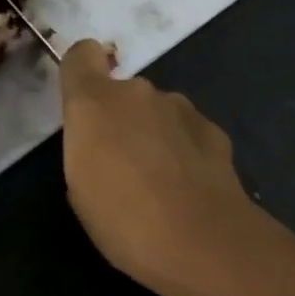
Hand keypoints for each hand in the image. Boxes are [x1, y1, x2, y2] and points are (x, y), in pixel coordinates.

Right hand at [58, 39, 274, 295]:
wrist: (200, 240)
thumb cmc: (123, 220)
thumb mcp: (81, 190)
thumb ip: (87, 150)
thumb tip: (104, 145)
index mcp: (95, 103)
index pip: (82, 55)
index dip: (82, 71)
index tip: (83, 103)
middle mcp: (138, 93)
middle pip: (123, 93)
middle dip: (121, 120)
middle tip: (123, 167)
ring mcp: (181, 108)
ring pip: (158, 112)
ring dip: (154, 135)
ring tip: (160, 183)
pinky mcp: (214, 129)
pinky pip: (187, 131)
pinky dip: (185, 150)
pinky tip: (190, 188)